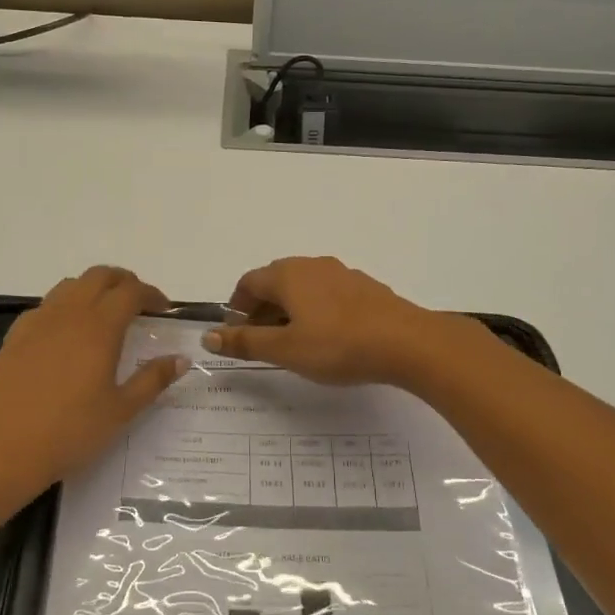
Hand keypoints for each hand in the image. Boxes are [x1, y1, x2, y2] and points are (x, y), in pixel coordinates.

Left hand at [0, 267, 187, 498]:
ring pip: (70, 286)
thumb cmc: (71, 431)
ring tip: (104, 314)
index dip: (151, 294)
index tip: (164, 310)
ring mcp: (38, 322)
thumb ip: (153, 379)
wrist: (3, 450)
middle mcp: (69, 313)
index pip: (131, 292)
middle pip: (99, 276)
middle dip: (123, 282)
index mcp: (99, 327)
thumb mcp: (122, 410)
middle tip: (138, 303)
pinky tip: (66, 335)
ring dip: (93, 289)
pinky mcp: (15, 336)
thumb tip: (180, 358)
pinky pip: (45, 307)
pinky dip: (64, 307)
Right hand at [202, 256, 481, 388]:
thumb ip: (245, 342)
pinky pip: (328, 294)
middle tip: (263, 343)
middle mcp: (312, 265)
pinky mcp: (365, 288)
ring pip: (304, 288)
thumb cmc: (337, 345)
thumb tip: (208, 336)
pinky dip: (317, 311)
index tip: (238, 334)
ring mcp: (342, 273)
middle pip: (276, 282)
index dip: (237, 308)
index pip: (248, 282)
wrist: (406, 342)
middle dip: (262, 310)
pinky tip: (329, 338)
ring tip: (295, 343)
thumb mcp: (285, 350)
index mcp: (288, 274)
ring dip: (290, 311)